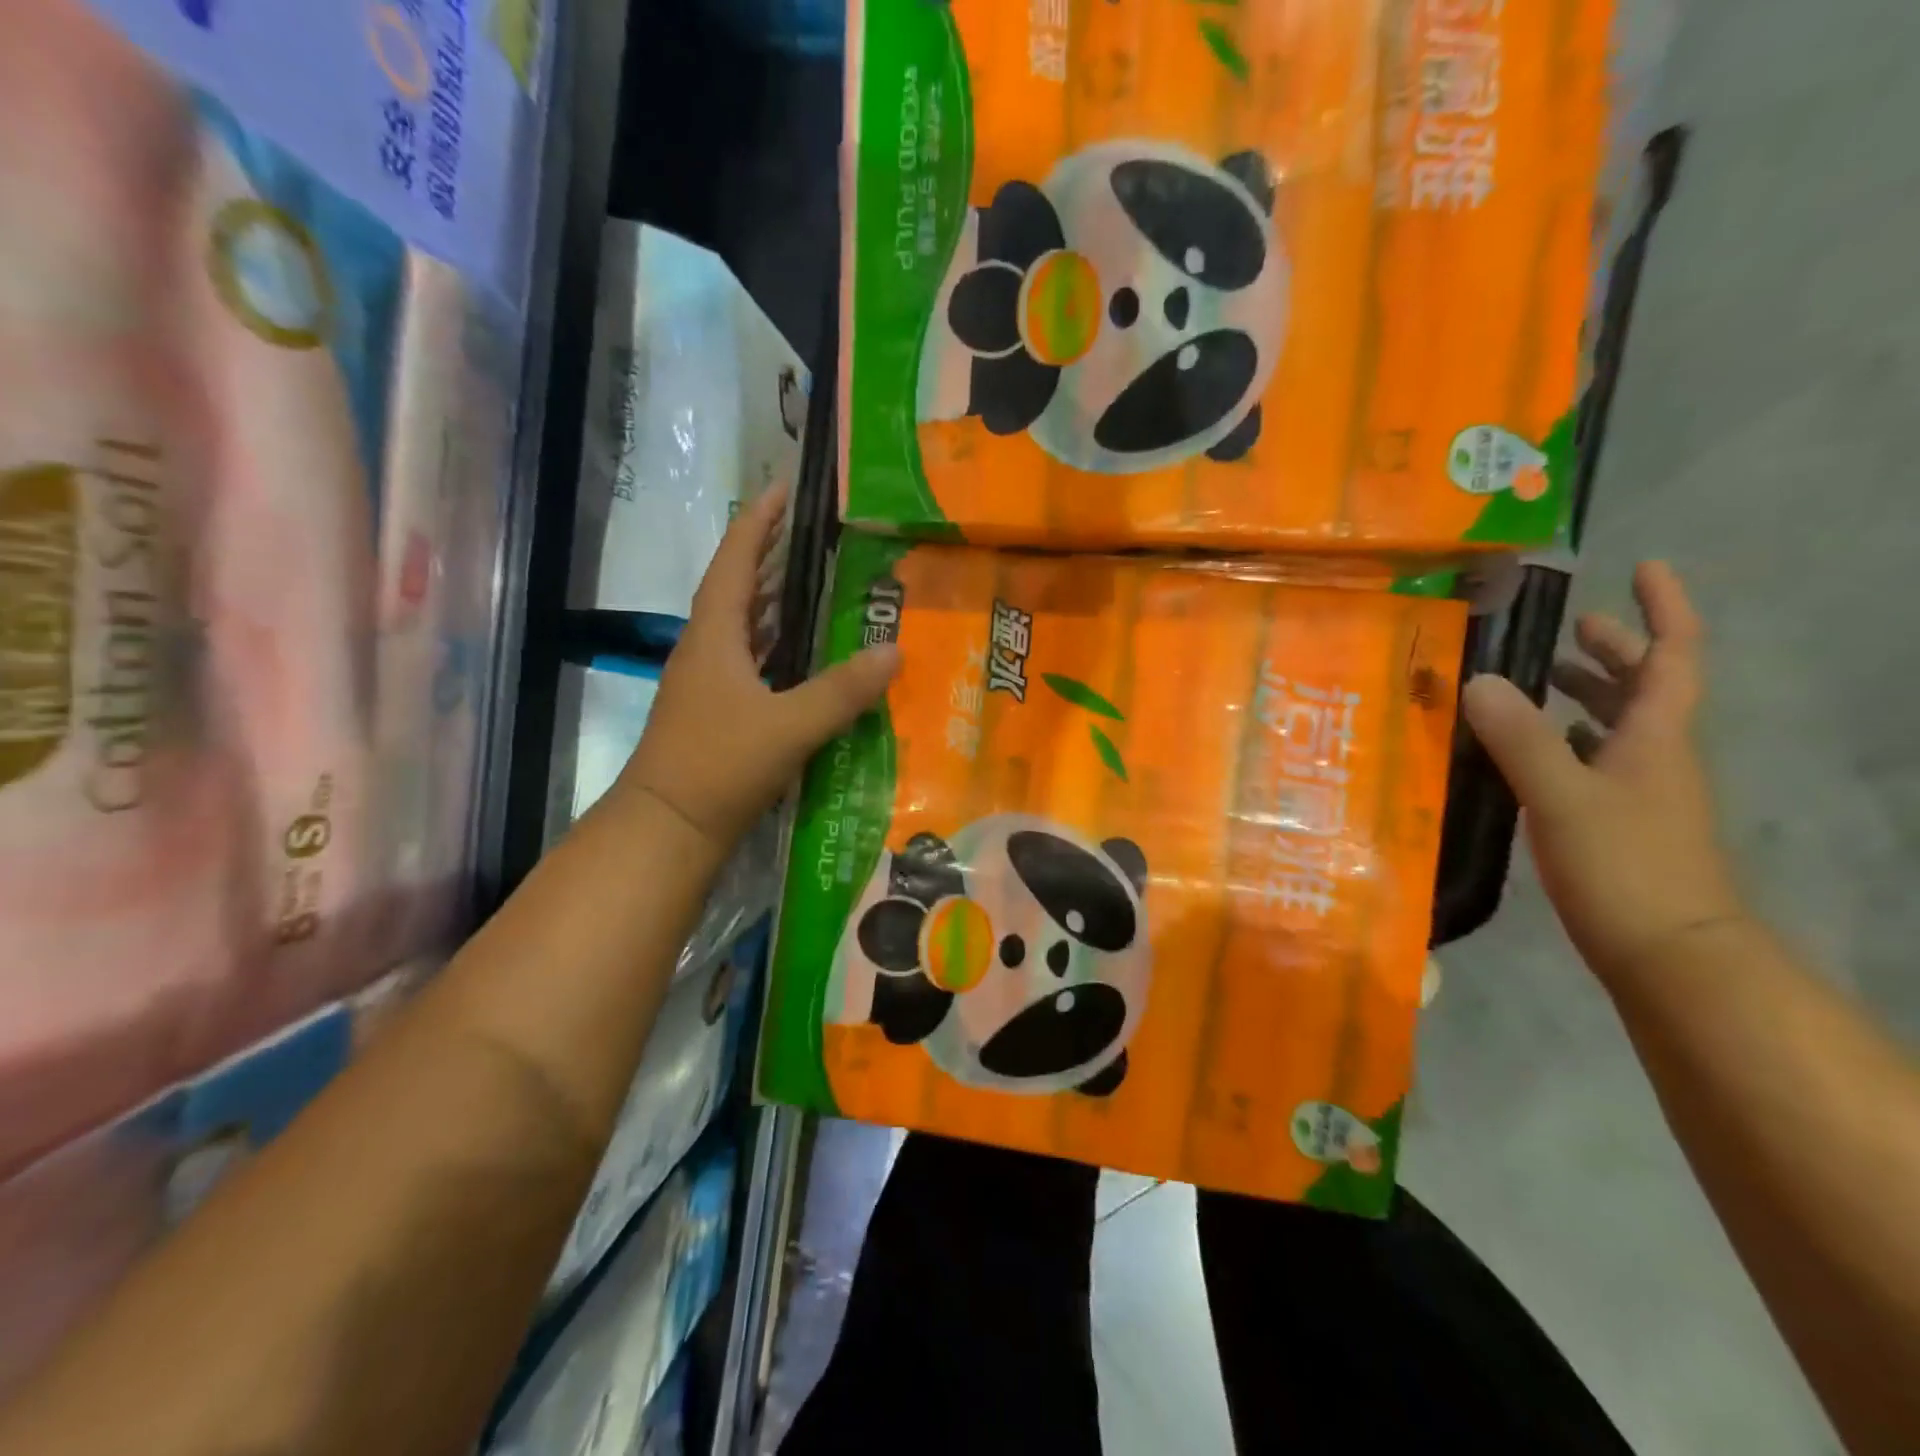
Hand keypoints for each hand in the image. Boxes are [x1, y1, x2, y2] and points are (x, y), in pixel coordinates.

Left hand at [619, 488, 898, 854]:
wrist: (667, 828)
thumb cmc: (719, 764)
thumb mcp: (789, 726)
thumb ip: (842, 690)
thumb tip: (894, 650)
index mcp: (714, 635)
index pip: (735, 559)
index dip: (760, 521)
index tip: (785, 488)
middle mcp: (706, 648)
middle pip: (738, 587)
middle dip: (771, 555)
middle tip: (815, 535)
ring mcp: (707, 682)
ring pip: (744, 626)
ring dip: (774, 602)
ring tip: (817, 584)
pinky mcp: (716, 711)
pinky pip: (751, 661)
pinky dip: (778, 647)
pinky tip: (806, 656)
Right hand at [1462, 562, 1747, 986]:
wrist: (1670, 954)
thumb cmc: (1625, 866)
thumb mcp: (1562, 797)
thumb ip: (1520, 739)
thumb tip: (1477, 679)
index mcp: (1655, 738)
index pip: (1672, 657)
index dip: (1662, 609)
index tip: (1642, 569)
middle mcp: (1655, 757)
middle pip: (1644, 689)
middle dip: (1612, 651)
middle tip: (1570, 625)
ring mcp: (1639, 793)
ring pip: (1617, 727)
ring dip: (1586, 696)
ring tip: (1537, 680)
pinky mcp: (1617, 824)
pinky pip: (1593, 762)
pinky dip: (1565, 741)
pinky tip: (1528, 751)